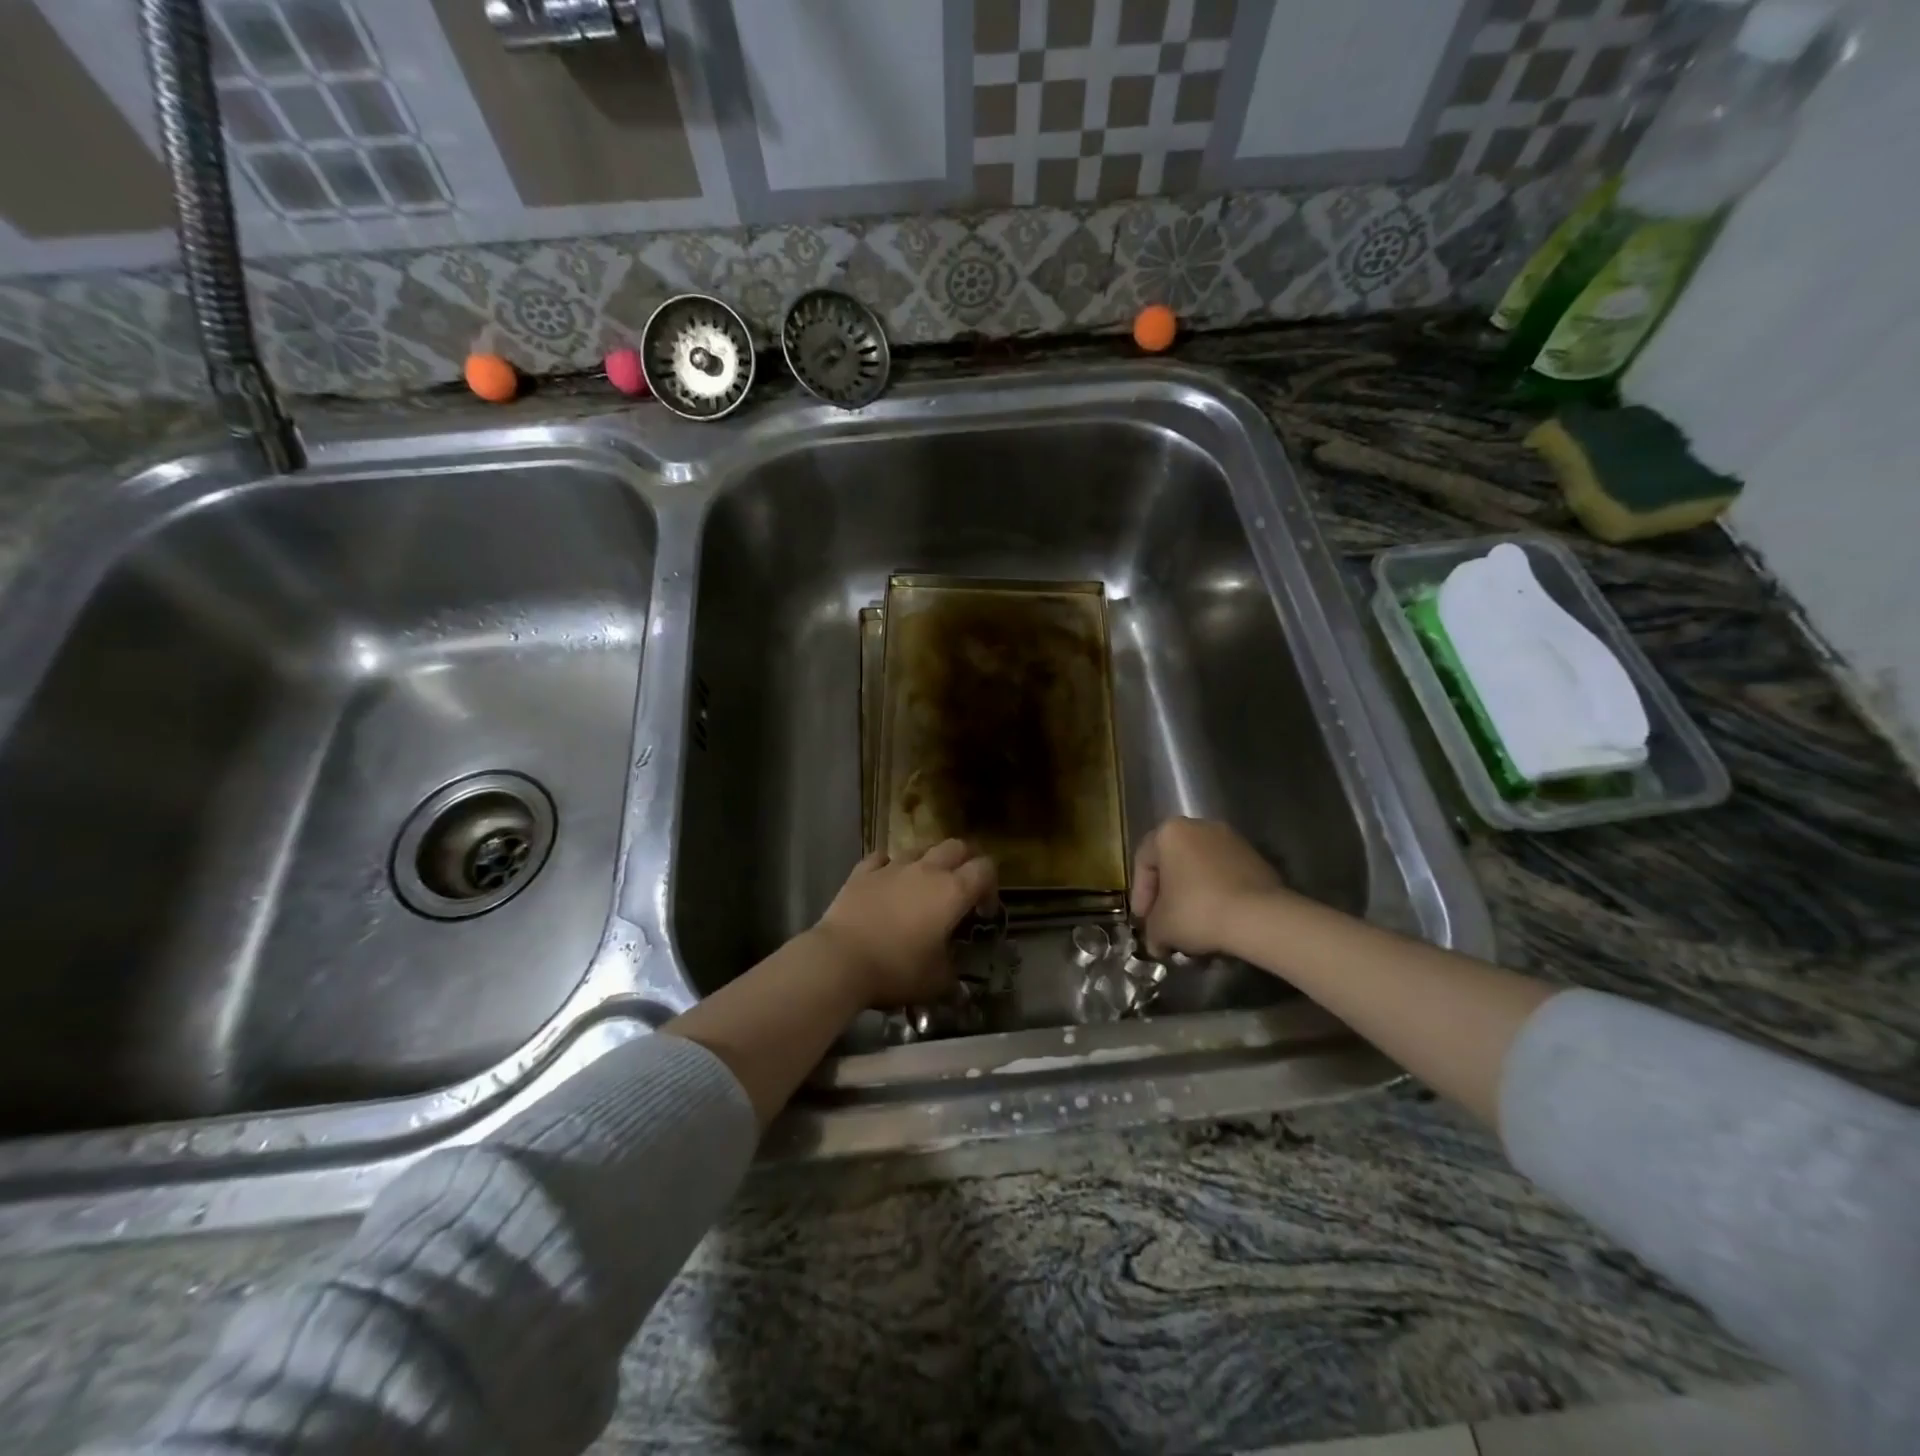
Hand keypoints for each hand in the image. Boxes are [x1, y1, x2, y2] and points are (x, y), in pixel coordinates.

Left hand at [814, 840, 997, 1006]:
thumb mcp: (937, 981)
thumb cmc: (897, 969)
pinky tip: (887, 881)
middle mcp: (926, 870)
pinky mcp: (862, 872)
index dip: (990, 886)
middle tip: (962, 887)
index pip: (985, 868)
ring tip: (924, 885)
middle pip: (956, 846)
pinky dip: (890, 866)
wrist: (840, 960)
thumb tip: (956, 975)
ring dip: (929, 861)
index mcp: (952, 891)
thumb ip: (953, 971)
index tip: (982, 912)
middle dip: (965, 861)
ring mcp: (892, 867)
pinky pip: (882, 858)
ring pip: (920, 848)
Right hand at [1131, 817, 1285, 958]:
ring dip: (1193, 896)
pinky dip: (1217, 896)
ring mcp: (1231, 840)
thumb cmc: (1197, 911)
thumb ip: (1152, 931)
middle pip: (1173, 863)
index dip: (1140, 894)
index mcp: (1170, 833)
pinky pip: (1225, 877)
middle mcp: (1200, 827)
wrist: (1260, 917)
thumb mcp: (1161, 927)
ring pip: (1201, 870)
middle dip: (1167, 895)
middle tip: (1165, 923)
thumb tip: (1158, 942)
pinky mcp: (1256, 858)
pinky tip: (1218, 922)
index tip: (1144, 921)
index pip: (1144, 862)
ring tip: (1194, 927)